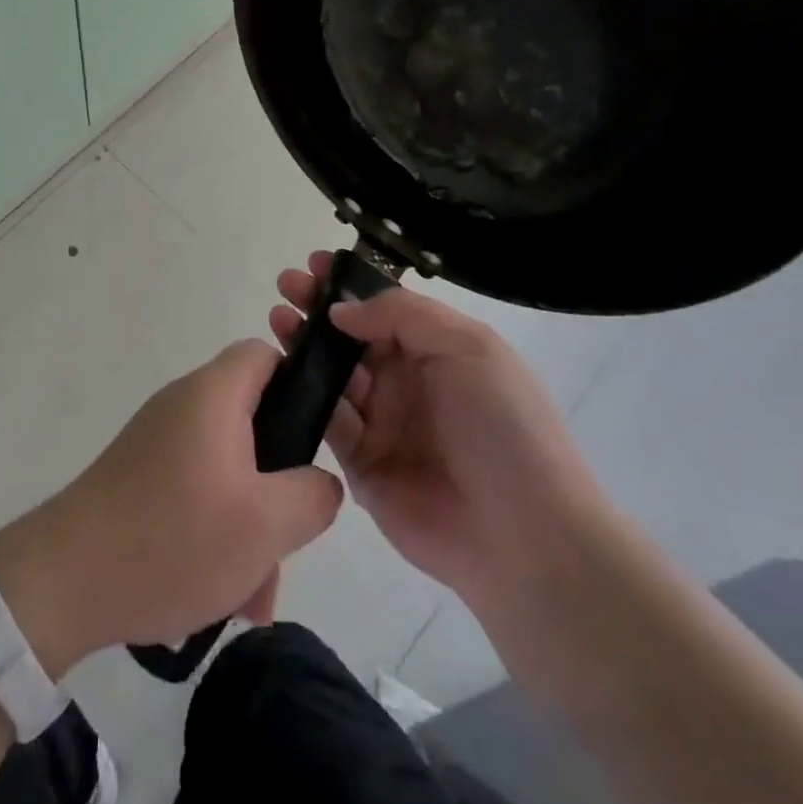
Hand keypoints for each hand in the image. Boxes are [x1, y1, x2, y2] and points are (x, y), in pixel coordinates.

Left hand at [0, 340, 343, 674]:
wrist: (64, 580)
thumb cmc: (174, 538)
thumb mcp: (265, 524)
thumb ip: (312, 495)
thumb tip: (319, 482)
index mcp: (212, 395)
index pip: (263, 354)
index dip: (298, 383)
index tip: (314, 440)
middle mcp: (182, 406)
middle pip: (251, 424)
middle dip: (276, 489)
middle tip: (284, 547)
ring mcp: (156, 442)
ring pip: (226, 472)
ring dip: (247, 528)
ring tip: (249, 599)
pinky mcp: (138, 477)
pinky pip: (194, 494)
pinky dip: (213, 535)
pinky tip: (213, 598)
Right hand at [271, 254, 610, 610]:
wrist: (524, 537)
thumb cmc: (502, 427)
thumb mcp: (468, 348)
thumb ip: (402, 315)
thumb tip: (342, 311)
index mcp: (438, 350)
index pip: (384, 307)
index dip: (350, 285)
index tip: (313, 265)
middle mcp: (408, 382)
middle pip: (353, 337)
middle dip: (318, 310)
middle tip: (285, 288)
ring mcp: (384, 424)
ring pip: (333, 374)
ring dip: (304, 345)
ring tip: (278, 321)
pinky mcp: (362, 465)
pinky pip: (327, 421)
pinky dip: (303, 395)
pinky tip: (281, 371)